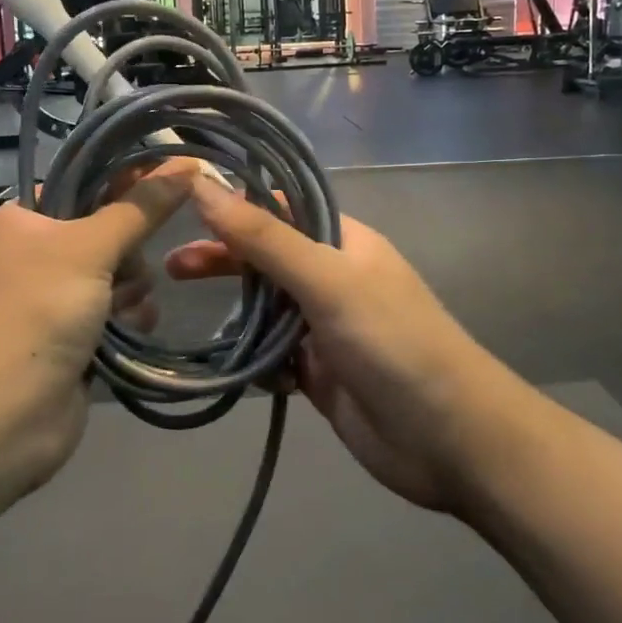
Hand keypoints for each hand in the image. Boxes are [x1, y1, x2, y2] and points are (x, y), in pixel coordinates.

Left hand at [0, 161, 199, 499]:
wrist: (1, 415)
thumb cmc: (37, 311)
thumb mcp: (90, 248)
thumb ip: (140, 208)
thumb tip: (185, 163)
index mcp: (17, 222)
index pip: (79, 186)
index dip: (123, 185)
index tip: (167, 186)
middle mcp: (26, 257)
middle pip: (101, 233)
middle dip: (126, 253)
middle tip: (127, 272)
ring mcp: (45, 302)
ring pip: (111, 276)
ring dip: (130, 289)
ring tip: (130, 308)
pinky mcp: (64, 340)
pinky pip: (109, 313)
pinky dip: (126, 318)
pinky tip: (136, 328)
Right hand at [168, 178, 509, 513]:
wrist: (450, 439)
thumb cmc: (392, 342)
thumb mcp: (326, 280)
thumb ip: (263, 236)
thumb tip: (202, 183)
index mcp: (342, 241)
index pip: (279, 207)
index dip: (235, 203)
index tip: (183, 204)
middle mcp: (332, 277)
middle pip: (266, 258)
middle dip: (223, 261)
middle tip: (171, 270)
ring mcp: (325, 327)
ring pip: (265, 310)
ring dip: (237, 317)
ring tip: (204, 330)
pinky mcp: (319, 373)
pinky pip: (273, 356)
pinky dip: (257, 362)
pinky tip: (250, 374)